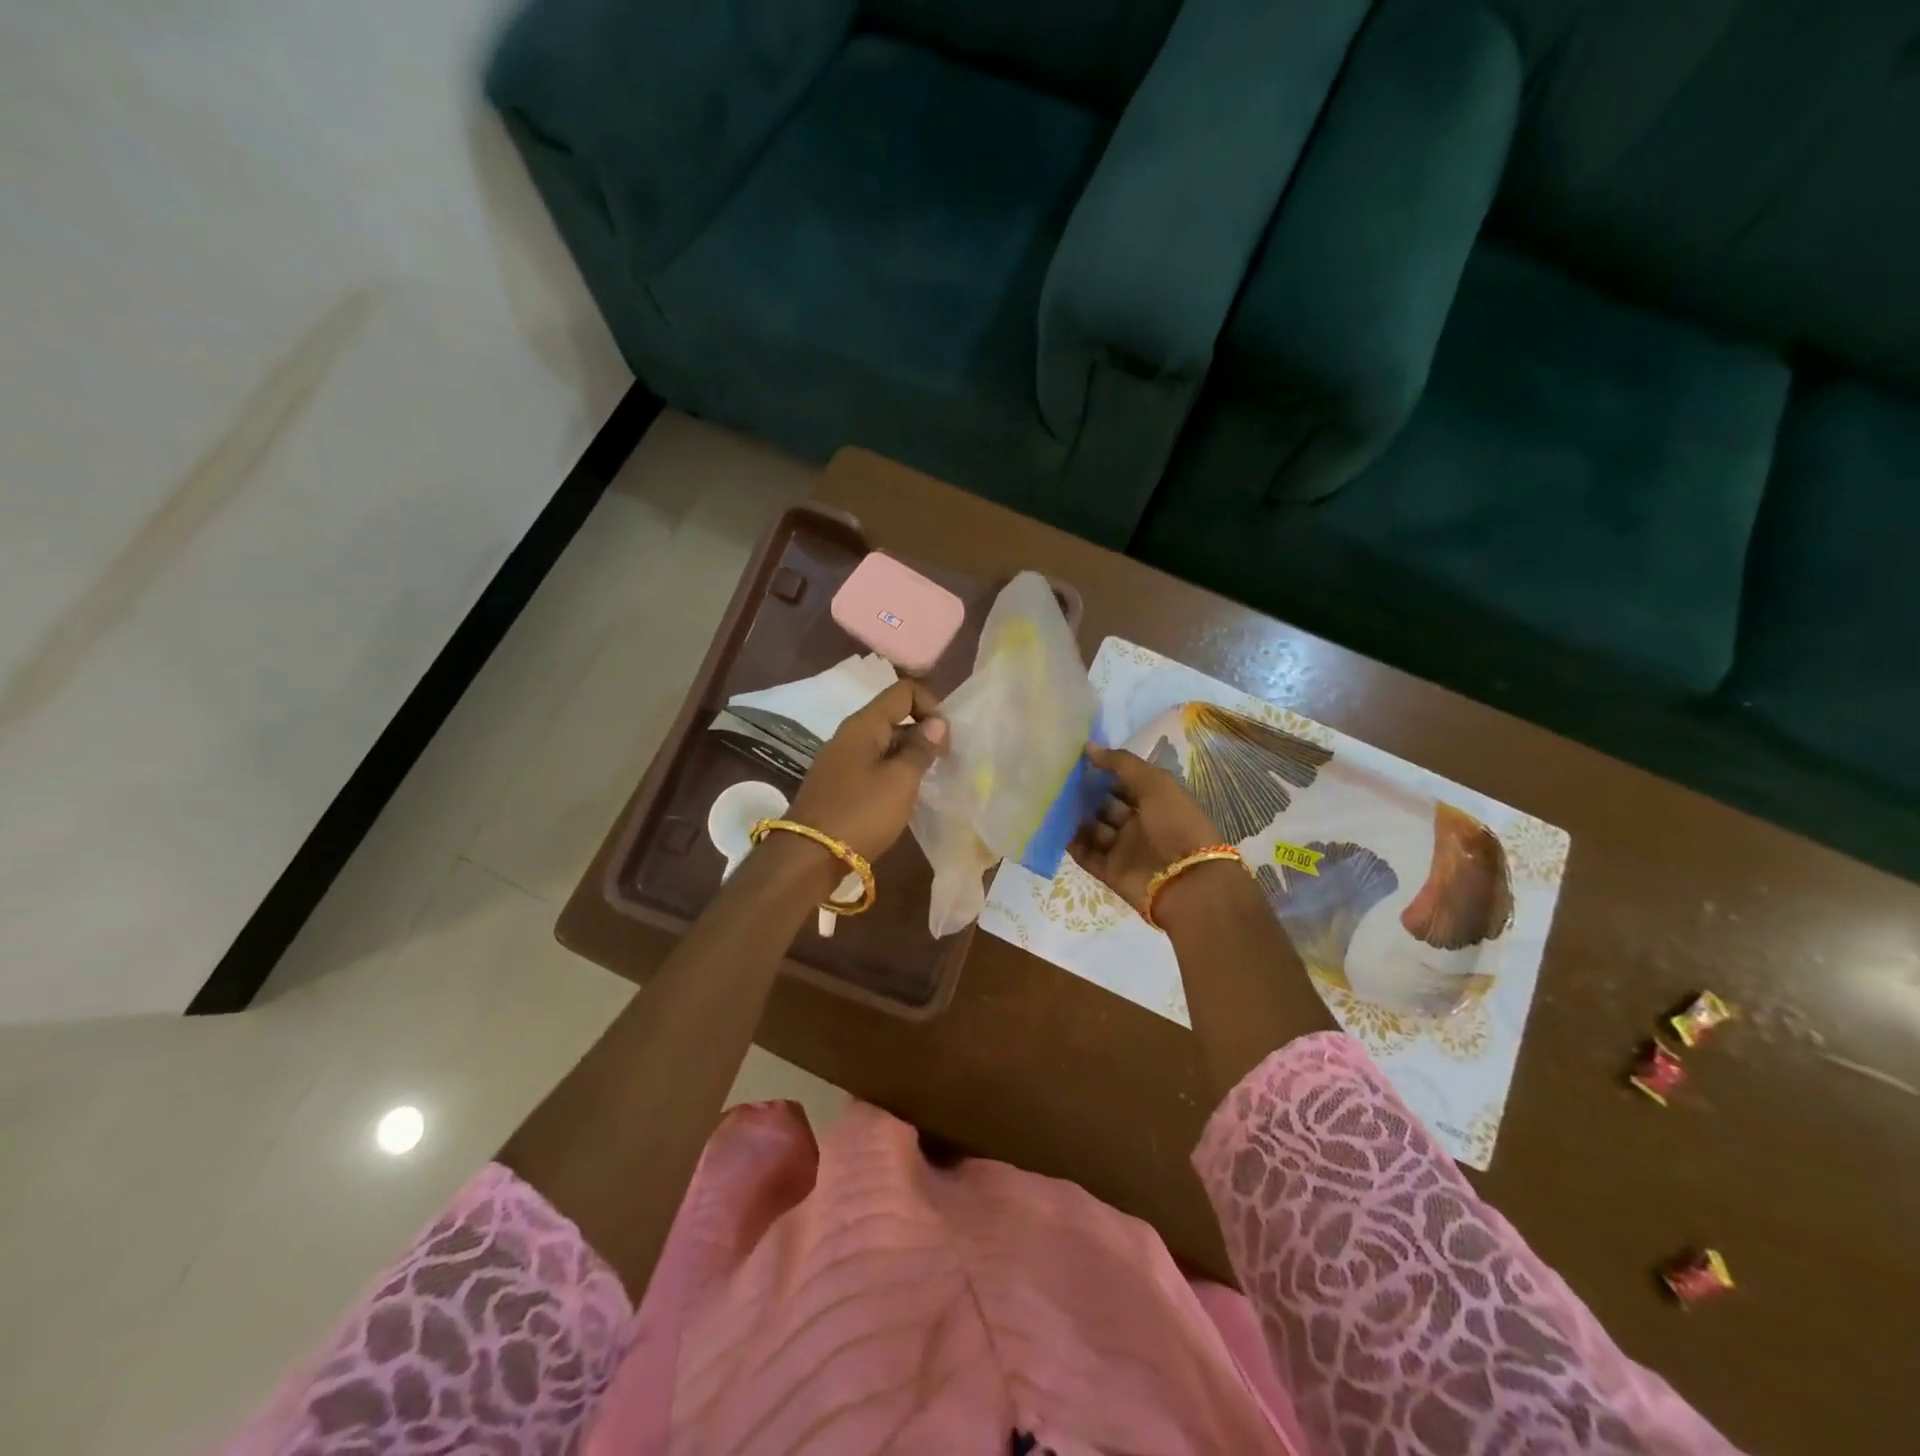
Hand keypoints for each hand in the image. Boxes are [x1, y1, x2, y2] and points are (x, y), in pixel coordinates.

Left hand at [787, 679, 946, 864]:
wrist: (809, 856)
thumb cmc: (861, 813)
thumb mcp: (900, 781)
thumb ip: (921, 749)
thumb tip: (936, 723)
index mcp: (864, 725)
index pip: (904, 691)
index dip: (931, 706)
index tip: (945, 741)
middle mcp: (849, 735)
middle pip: (894, 715)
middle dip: (923, 733)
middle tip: (942, 764)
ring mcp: (840, 759)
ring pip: (884, 743)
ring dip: (909, 756)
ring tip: (926, 783)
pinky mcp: (837, 783)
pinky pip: (872, 765)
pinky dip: (892, 773)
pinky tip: (902, 797)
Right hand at [1069, 744, 1227, 916]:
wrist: (1186, 882)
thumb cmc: (1175, 824)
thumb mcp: (1155, 783)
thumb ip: (1121, 763)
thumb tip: (1088, 747)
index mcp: (1155, 801)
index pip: (1124, 782)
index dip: (1103, 771)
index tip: (1075, 759)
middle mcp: (1139, 824)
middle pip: (1105, 805)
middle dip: (1084, 794)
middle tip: (1056, 780)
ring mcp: (1124, 849)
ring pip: (1092, 829)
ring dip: (1074, 817)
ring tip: (1050, 801)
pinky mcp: (1110, 871)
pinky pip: (1086, 855)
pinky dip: (1071, 844)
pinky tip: (1053, 828)